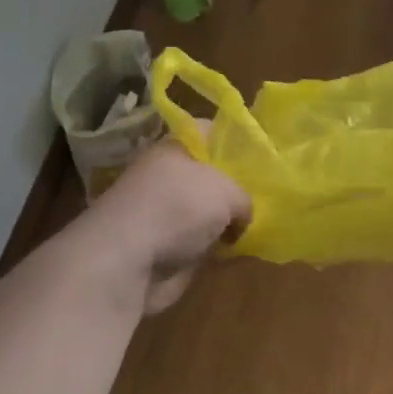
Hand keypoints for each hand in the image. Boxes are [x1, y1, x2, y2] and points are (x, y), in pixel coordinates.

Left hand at [89, 138, 251, 312]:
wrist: (126, 261)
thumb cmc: (177, 207)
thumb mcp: (227, 192)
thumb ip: (244, 198)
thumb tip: (242, 217)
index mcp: (175, 147)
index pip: (209, 132)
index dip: (235, 141)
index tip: (262, 157)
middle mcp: (167, 175)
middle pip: (209, 174)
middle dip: (235, 186)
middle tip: (266, 196)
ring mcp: (163, 213)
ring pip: (204, 211)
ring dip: (224, 222)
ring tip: (257, 226)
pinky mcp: (162, 247)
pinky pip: (197, 243)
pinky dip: (212, 249)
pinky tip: (237, 252)